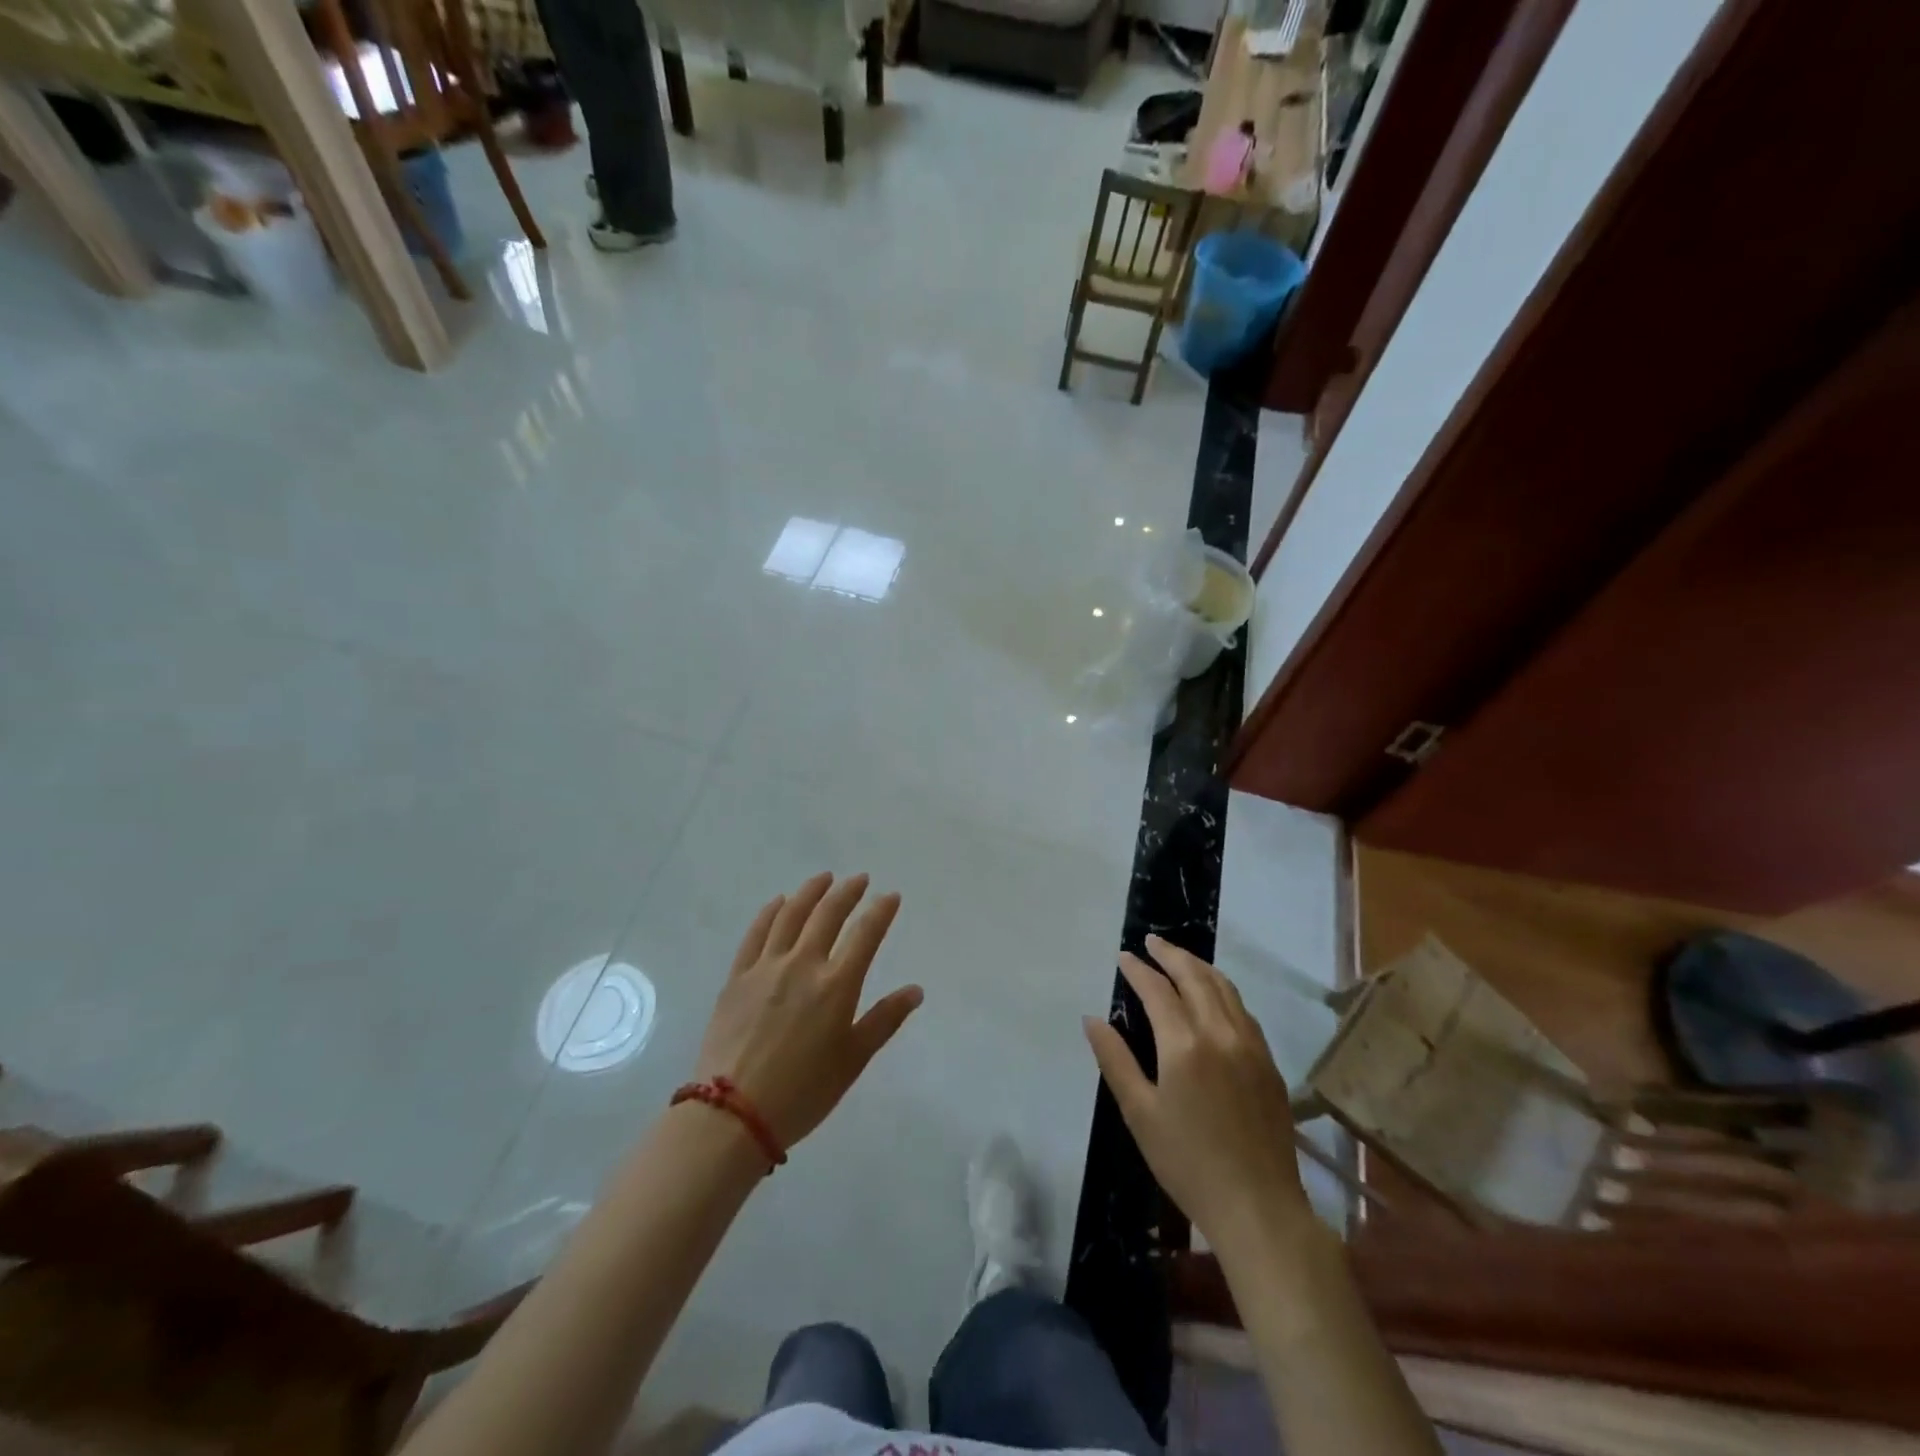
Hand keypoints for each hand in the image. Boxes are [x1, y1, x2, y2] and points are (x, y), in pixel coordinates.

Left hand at [696, 872, 922, 1149]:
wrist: (733, 1114)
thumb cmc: (803, 1092)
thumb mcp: (853, 1060)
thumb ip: (884, 1019)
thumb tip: (915, 990)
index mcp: (836, 985)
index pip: (865, 934)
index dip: (881, 911)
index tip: (891, 896)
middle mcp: (803, 964)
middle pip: (828, 914)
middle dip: (847, 892)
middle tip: (859, 879)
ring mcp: (766, 967)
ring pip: (790, 915)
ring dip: (810, 892)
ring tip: (823, 879)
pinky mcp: (738, 977)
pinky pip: (756, 933)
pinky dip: (770, 912)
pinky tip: (778, 902)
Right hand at [1084, 936, 1306, 1254]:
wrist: (1259, 1208)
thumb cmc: (1188, 1163)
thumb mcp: (1139, 1114)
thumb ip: (1115, 1060)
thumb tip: (1092, 1019)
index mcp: (1184, 1045)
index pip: (1157, 991)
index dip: (1138, 970)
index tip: (1123, 956)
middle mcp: (1221, 1033)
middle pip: (1195, 977)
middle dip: (1171, 955)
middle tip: (1151, 942)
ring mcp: (1251, 1046)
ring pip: (1225, 988)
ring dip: (1199, 967)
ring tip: (1180, 958)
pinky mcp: (1269, 1063)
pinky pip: (1243, 1010)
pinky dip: (1223, 990)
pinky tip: (1214, 996)